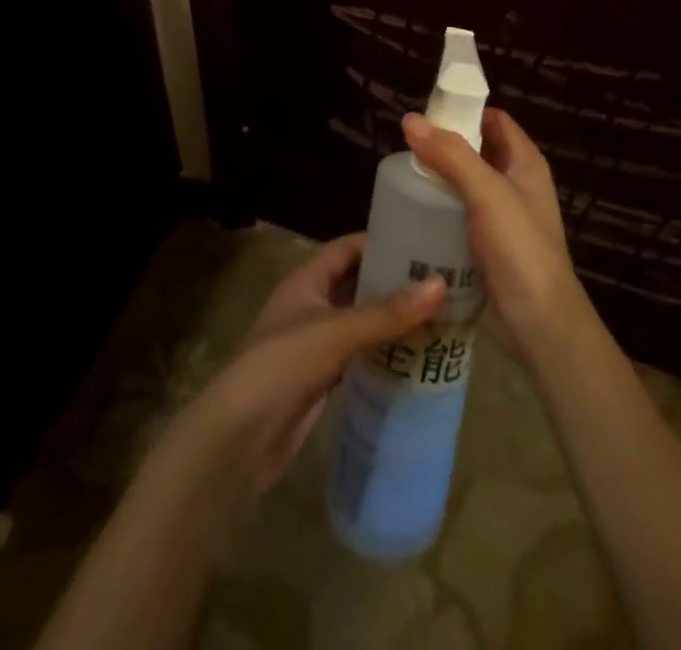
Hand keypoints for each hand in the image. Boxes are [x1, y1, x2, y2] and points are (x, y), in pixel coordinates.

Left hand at [182, 232, 445, 496]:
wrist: (239, 440)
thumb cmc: (282, 366)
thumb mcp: (337, 332)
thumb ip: (387, 312)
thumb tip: (440, 284)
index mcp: (307, 280)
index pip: (349, 247)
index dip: (382, 241)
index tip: (424, 241)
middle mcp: (310, 304)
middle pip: (358, 283)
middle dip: (394, 281)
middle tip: (441, 280)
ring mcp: (315, 342)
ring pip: (361, 320)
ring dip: (392, 319)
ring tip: (438, 314)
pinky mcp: (321, 378)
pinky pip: (359, 354)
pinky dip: (383, 351)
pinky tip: (414, 354)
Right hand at [401, 108, 592, 372]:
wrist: (539, 324)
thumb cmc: (520, 249)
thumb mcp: (487, 193)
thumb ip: (451, 155)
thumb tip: (410, 119)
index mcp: (525, 163)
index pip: (493, 120)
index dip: (463, 111)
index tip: (425, 114)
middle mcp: (515, 184)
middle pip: (476, 151)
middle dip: (444, 147)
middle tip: (405, 149)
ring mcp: (502, 217)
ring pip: (464, 186)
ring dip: (438, 181)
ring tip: (402, 179)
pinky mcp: (487, 247)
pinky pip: (459, 217)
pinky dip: (439, 212)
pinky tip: (413, 215)